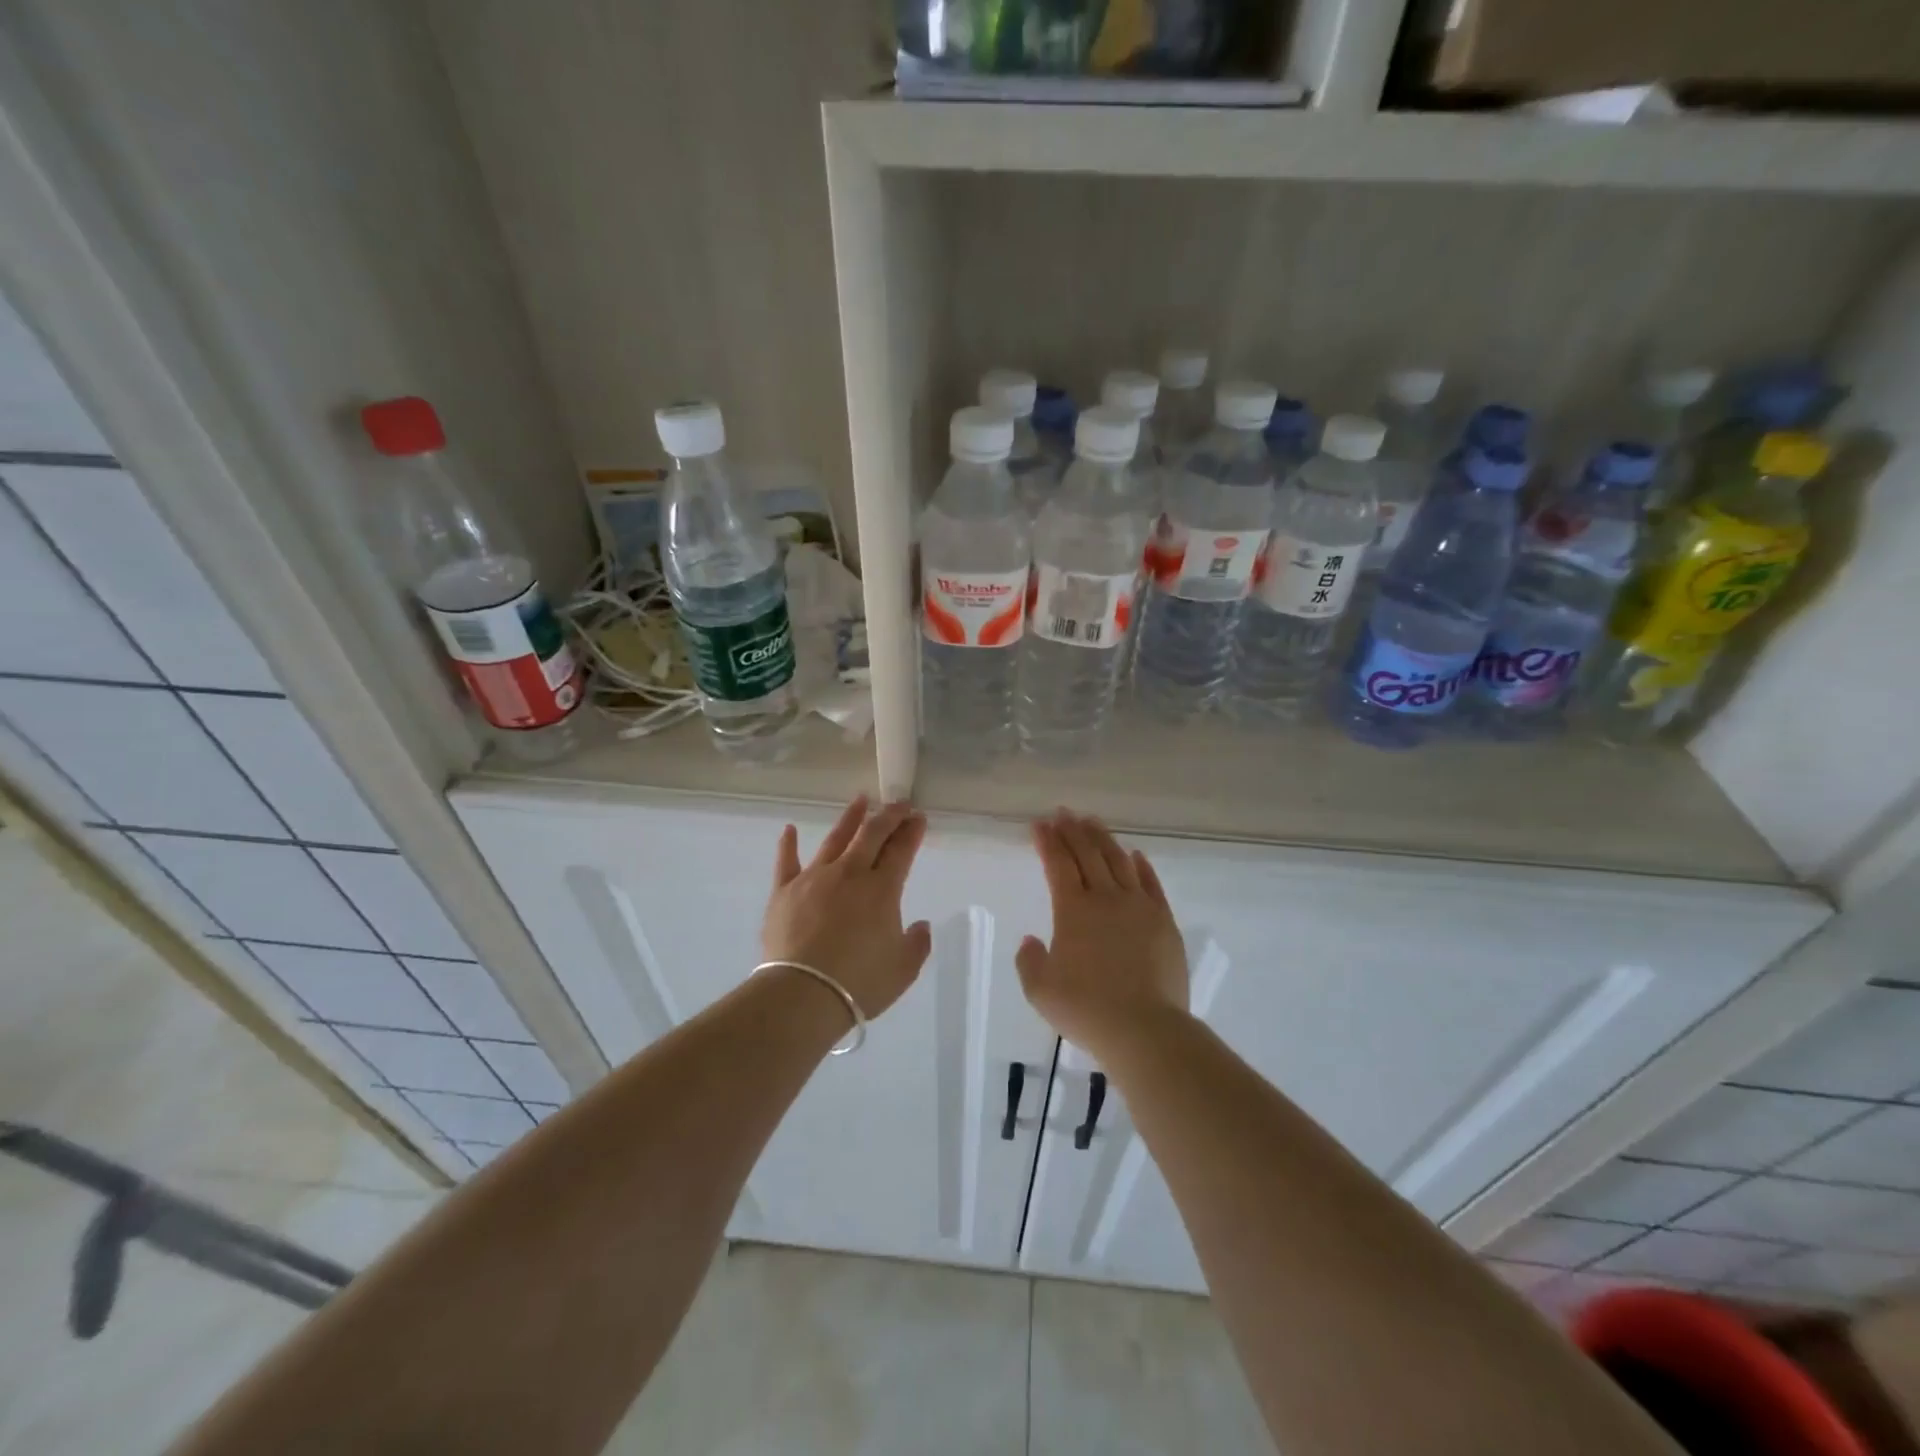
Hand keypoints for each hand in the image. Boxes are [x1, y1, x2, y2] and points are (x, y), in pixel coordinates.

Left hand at [762, 796, 932, 1020]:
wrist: (803, 994)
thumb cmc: (860, 983)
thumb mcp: (903, 969)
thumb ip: (917, 943)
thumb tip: (921, 926)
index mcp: (882, 890)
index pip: (901, 851)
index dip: (912, 832)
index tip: (919, 817)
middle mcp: (850, 874)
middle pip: (872, 835)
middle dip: (888, 816)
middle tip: (899, 803)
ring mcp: (814, 878)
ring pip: (834, 839)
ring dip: (850, 818)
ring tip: (860, 800)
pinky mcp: (784, 891)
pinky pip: (786, 861)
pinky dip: (788, 844)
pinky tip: (789, 830)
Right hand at [1015, 809, 1187, 1059]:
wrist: (1145, 1028)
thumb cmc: (1086, 1009)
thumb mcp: (1040, 990)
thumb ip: (1029, 961)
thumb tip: (1031, 940)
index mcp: (1073, 910)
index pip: (1058, 864)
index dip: (1048, 842)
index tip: (1040, 824)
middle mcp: (1106, 898)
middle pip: (1088, 854)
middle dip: (1073, 830)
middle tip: (1063, 813)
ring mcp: (1139, 906)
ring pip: (1119, 861)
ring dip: (1103, 839)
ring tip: (1092, 822)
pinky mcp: (1164, 921)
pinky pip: (1150, 883)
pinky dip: (1140, 865)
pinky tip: (1134, 855)